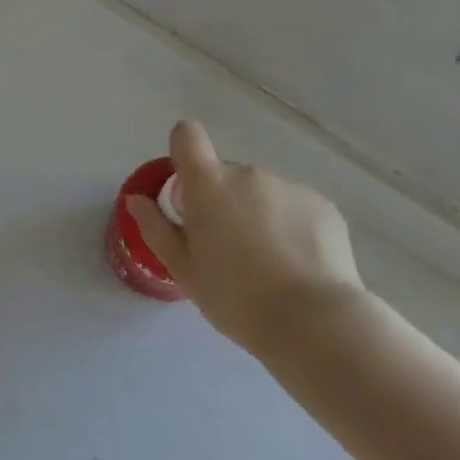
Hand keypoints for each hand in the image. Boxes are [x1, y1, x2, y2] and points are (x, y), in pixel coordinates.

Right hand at [126, 120, 364, 355]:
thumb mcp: (184, 270)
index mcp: (208, 184)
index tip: (188, 189)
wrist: (314, 324)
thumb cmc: (236, 298)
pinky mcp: (323, 206)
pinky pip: (296, 207)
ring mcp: (289, 187)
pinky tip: (299, 265)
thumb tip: (136, 200)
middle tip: (230, 249)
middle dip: (225, 201)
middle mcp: (248, 174)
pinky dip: (292, 227)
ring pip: (263, 193)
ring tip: (270, 264)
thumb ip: (156, 228)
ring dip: (260, 215)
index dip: (184, 152)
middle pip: (227, 175)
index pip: (187, 135)